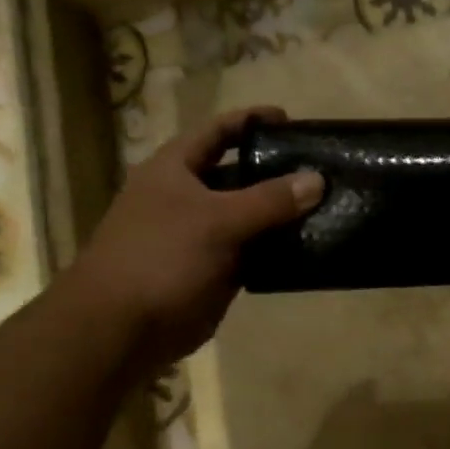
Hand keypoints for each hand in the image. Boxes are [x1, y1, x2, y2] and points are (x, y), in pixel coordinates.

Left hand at [78, 107, 322, 356]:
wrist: (122, 328)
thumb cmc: (161, 258)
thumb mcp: (218, 220)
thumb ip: (269, 200)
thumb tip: (317, 179)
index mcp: (174, 169)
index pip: (217, 131)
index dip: (251, 121)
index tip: (291, 120)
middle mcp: (187, 197)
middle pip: (238, 174)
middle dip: (276, 171)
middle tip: (320, 169)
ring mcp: (200, 235)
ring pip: (249, 216)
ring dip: (282, 213)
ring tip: (326, 206)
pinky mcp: (213, 270)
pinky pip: (252, 251)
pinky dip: (277, 248)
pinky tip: (309, 246)